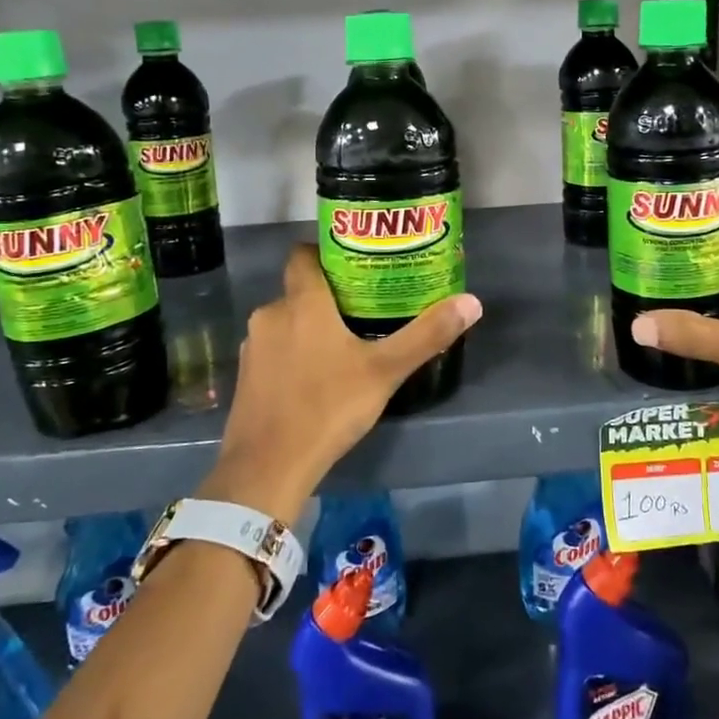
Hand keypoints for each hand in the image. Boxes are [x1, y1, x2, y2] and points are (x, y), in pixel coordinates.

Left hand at [204, 245, 482, 516]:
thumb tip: (472, 302)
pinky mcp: (246, 376)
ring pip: (287, 321)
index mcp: (302, 302)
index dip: (326, 251)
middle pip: (300, 289)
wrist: (268, 467)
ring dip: (311, 327)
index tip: (356, 263)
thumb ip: (427, 335)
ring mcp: (254, 346)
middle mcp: (271, 314)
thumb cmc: (328, 407)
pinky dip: (294, 353)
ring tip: (346, 343)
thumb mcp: (385, 371)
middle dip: (329, 296)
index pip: (303, 254)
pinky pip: (275, 350)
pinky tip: (318, 377)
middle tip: (366, 307)